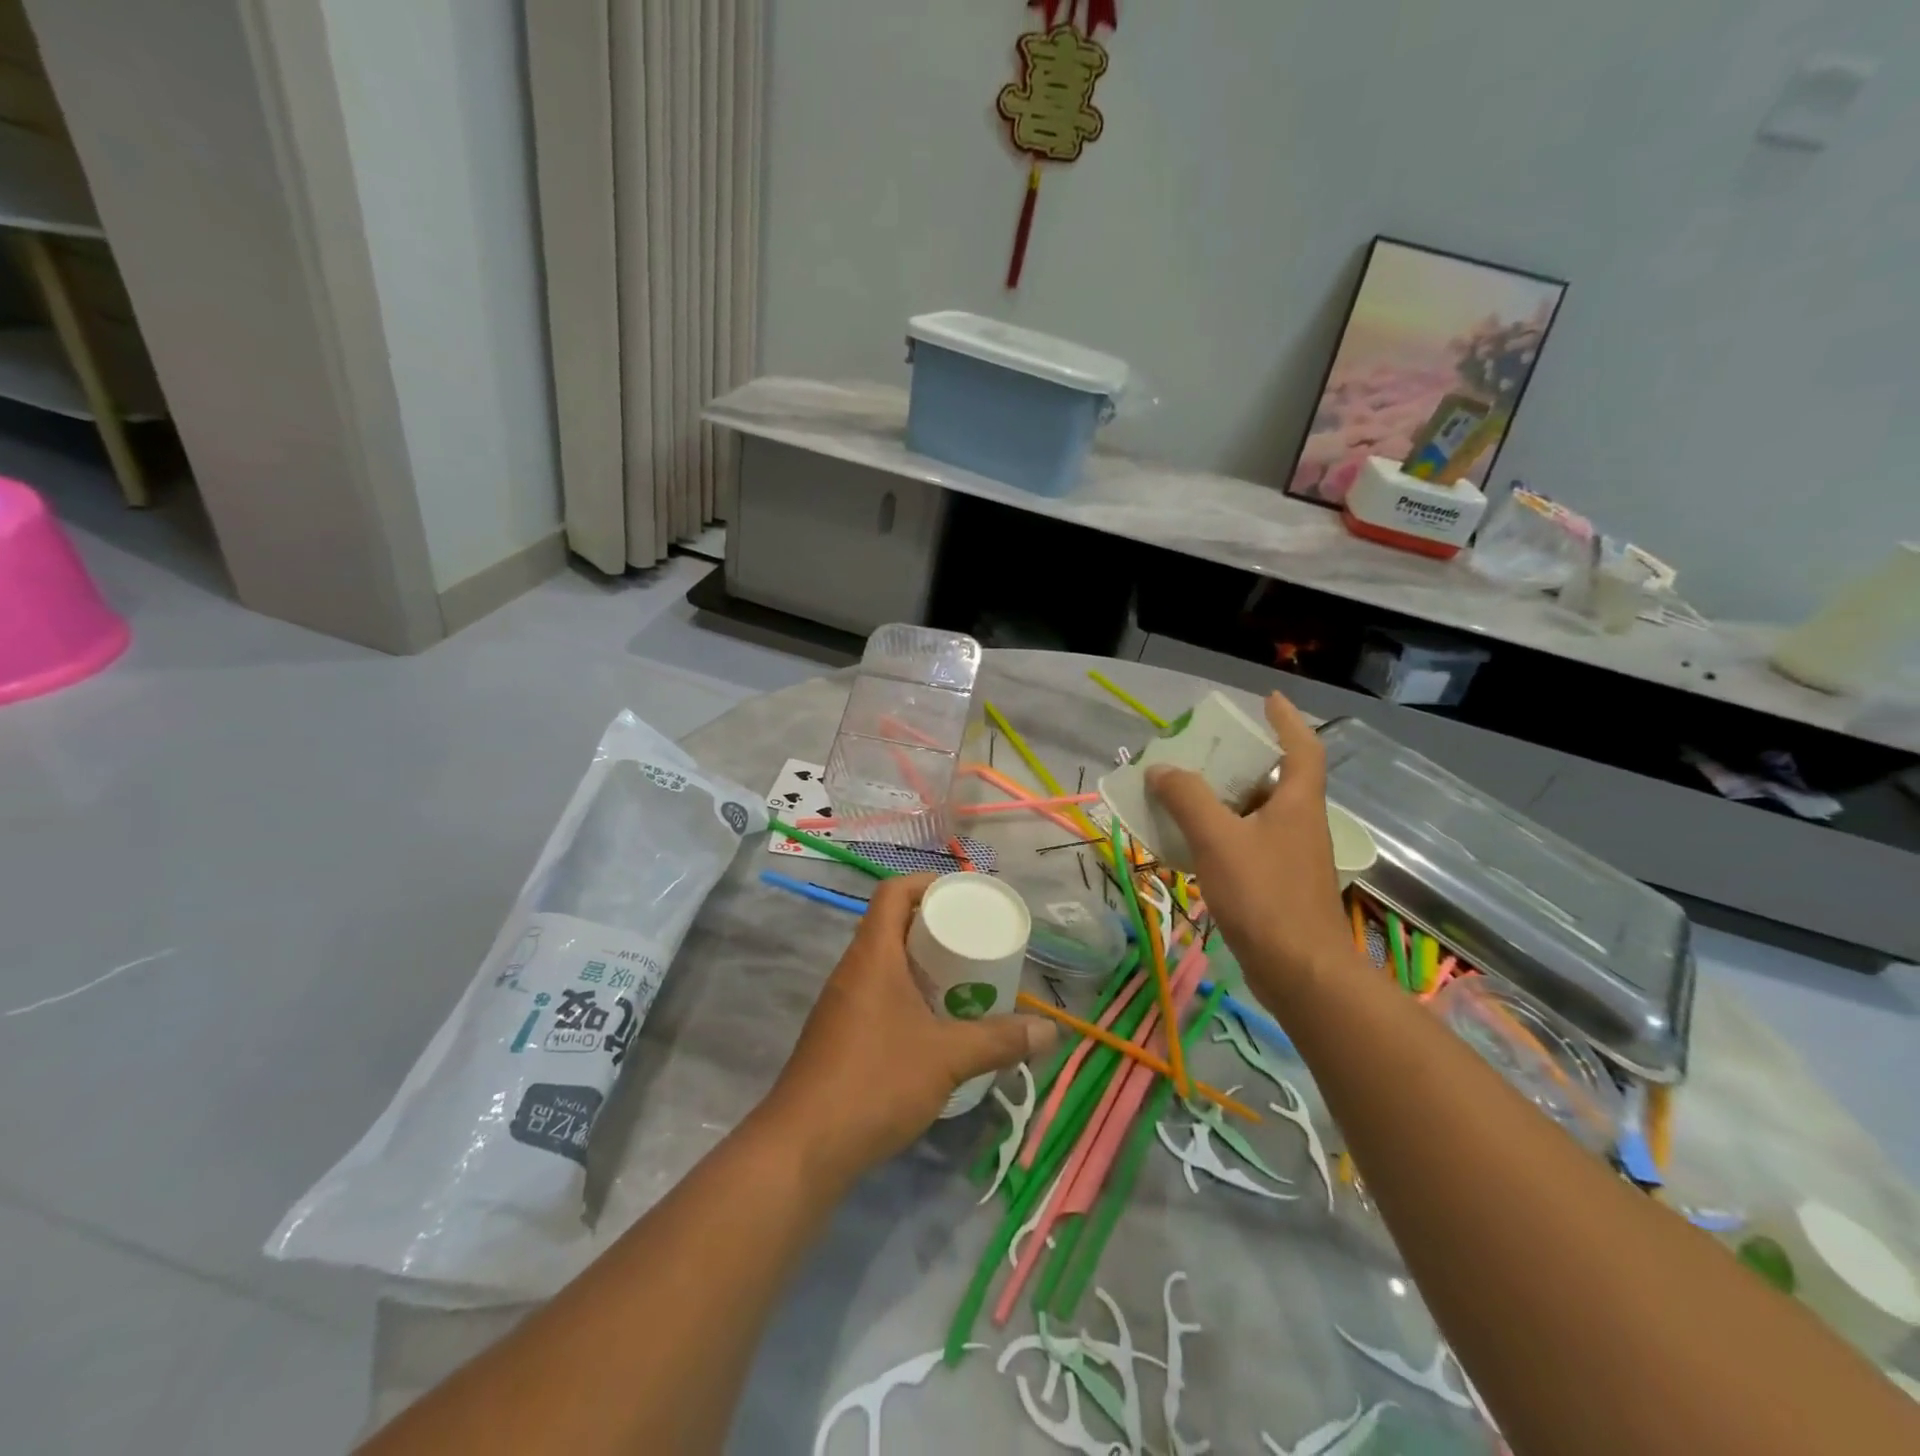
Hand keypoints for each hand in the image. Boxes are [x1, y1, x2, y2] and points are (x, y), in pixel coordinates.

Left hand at [762, 875, 1056, 1184]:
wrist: (803, 1149)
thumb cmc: (876, 1082)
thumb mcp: (947, 1058)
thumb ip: (999, 1041)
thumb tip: (1050, 1031)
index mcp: (872, 955)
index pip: (893, 893)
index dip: (926, 883)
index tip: (963, 896)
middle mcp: (853, 970)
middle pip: (893, 926)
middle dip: (935, 928)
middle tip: (974, 942)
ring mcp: (842, 1004)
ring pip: (886, 965)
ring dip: (922, 966)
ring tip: (963, 982)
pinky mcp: (839, 1036)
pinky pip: (878, 995)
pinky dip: (908, 996)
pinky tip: (934, 1027)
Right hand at [1146, 692, 1353, 1005]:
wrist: (1299, 972)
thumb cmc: (1264, 895)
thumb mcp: (1218, 838)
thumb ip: (1187, 799)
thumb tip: (1161, 769)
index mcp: (1298, 803)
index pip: (1302, 747)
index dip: (1288, 720)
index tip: (1269, 699)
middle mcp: (1301, 824)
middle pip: (1275, 780)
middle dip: (1243, 761)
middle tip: (1206, 749)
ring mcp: (1292, 857)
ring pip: (1258, 814)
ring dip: (1227, 799)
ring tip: (1187, 791)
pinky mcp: (1279, 886)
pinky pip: (1248, 844)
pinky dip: (1223, 834)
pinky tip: (1192, 843)